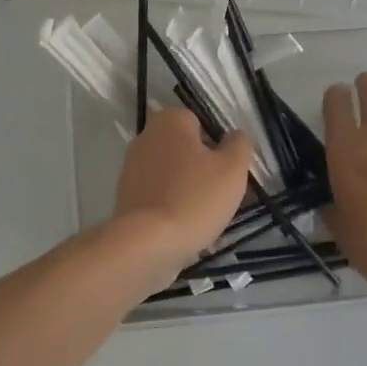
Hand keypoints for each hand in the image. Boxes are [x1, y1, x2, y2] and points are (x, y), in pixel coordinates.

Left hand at [111, 107, 253, 279]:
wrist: (147, 244)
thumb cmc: (195, 198)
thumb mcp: (233, 168)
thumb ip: (239, 144)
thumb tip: (235, 136)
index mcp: (170, 121)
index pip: (201, 122)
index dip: (219, 145)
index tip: (229, 169)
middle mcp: (146, 137)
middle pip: (186, 149)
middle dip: (205, 168)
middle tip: (224, 193)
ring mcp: (132, 168)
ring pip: (174, 175)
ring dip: (191, 190)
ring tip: (209, 216)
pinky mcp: (127, 197)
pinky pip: (160, 196)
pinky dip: (174, 207)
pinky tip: (188, 227)